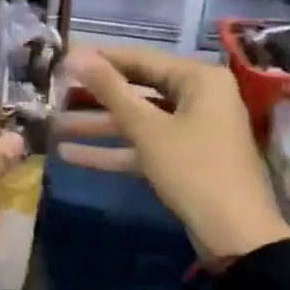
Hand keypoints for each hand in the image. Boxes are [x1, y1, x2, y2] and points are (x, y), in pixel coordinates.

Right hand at [59, 45, 289, 259]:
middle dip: (95, 94)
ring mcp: (191, 130)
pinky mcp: (182, 159)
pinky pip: (143, 145)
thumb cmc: (193, 168)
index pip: (140, 58)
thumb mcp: (147, 128)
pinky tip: (70, 154)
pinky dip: (113, 149)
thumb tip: (75, 55)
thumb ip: (110, 90)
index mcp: (198, 79)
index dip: (100, 57)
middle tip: (54, 90)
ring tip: (54, 125)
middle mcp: (198, 97)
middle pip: (137, 88)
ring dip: (97, 125)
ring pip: (137, 120)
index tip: (62, 56)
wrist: (235, 234)